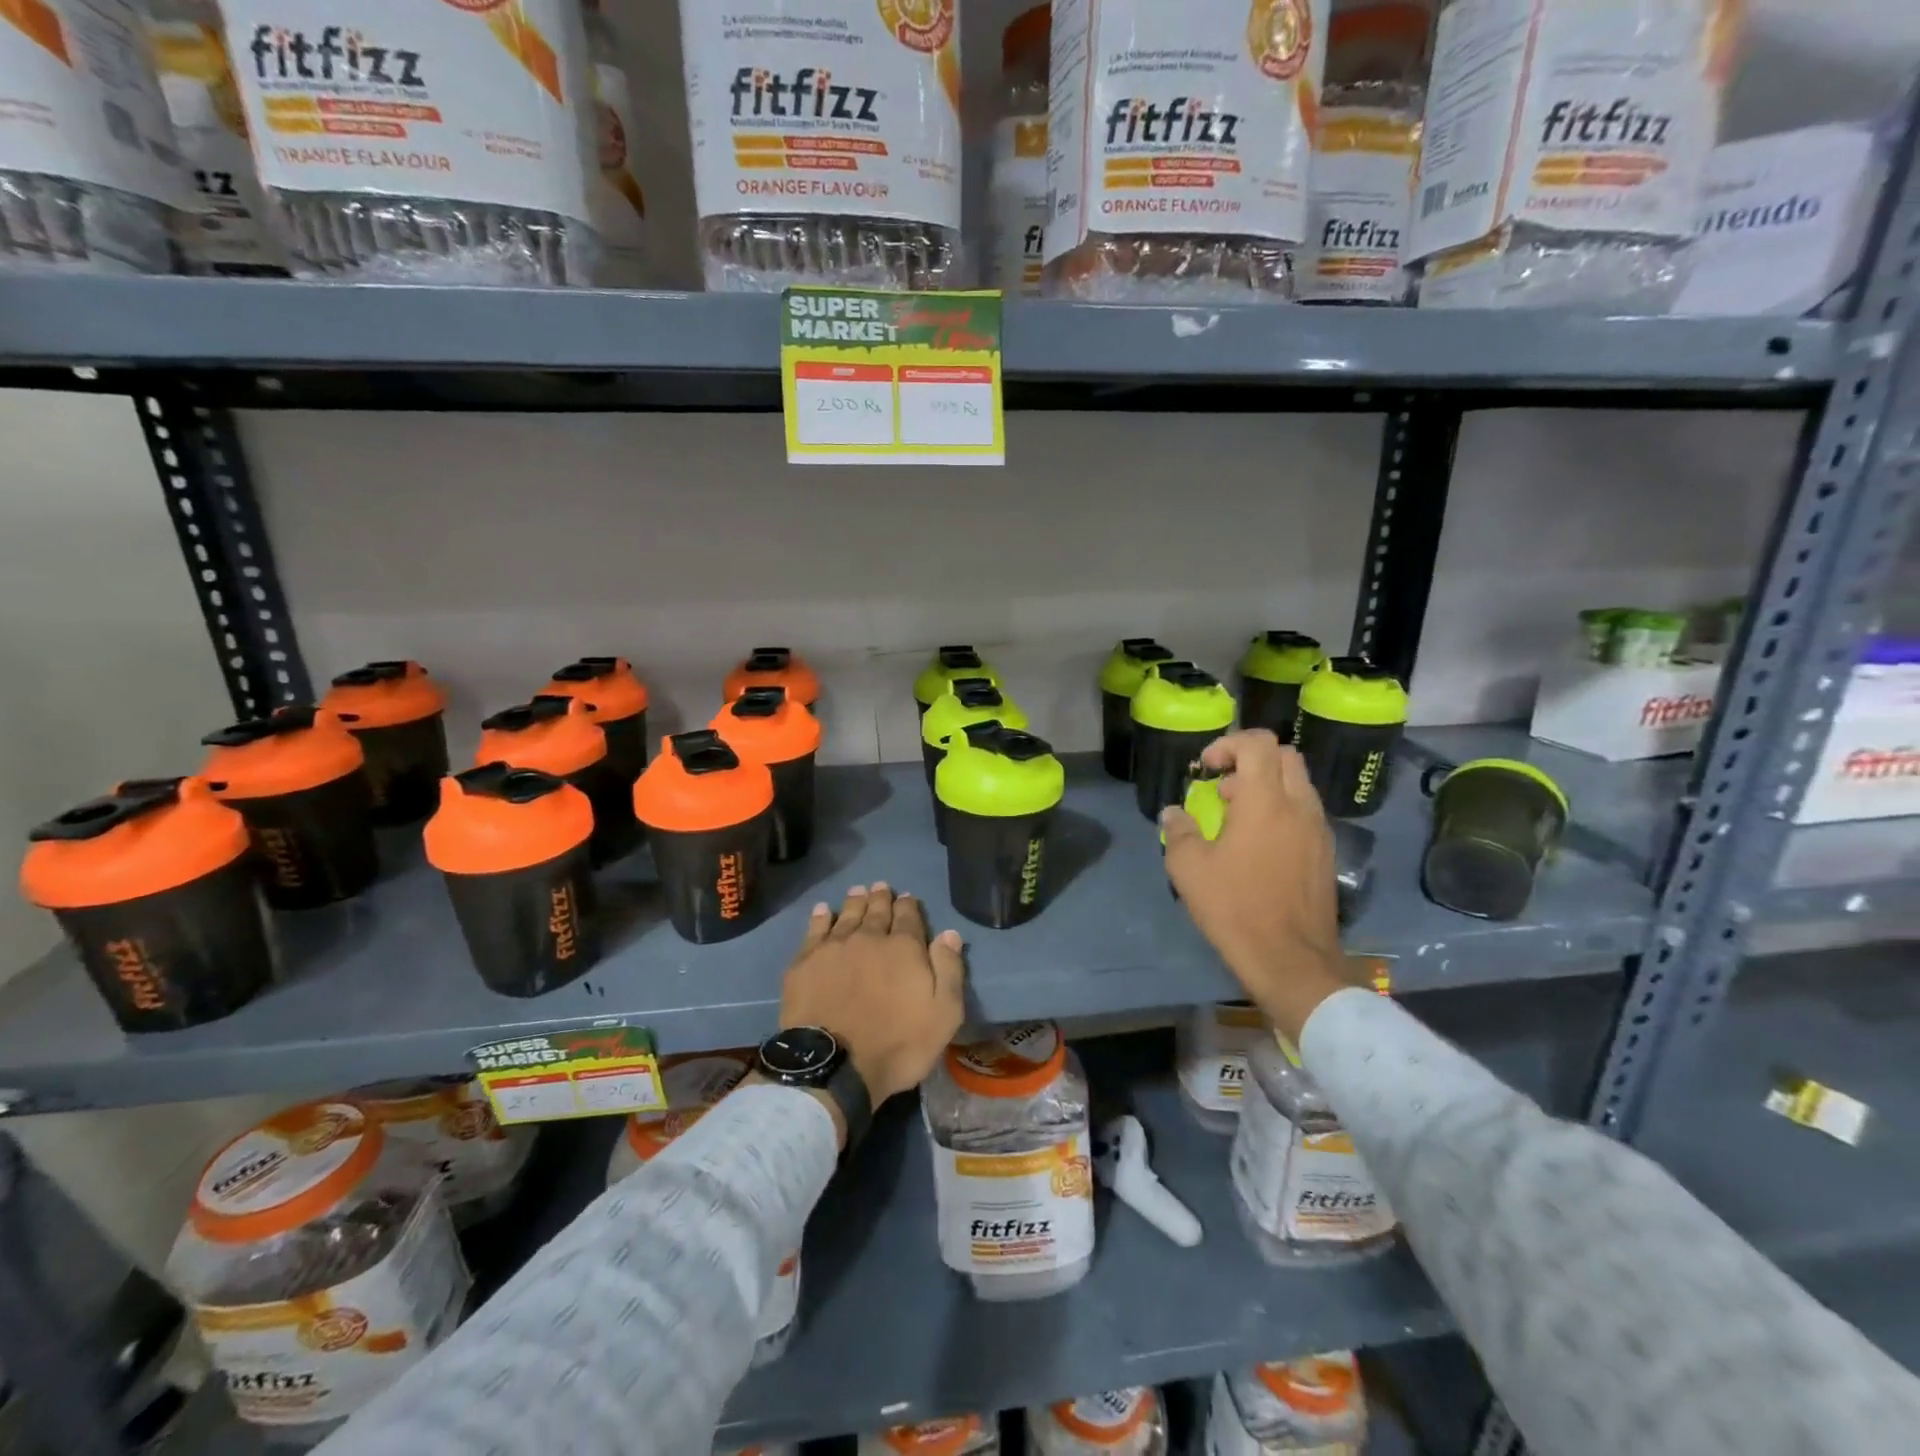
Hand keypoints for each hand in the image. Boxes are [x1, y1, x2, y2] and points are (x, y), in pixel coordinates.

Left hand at [780, 884, 966, 1106]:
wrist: (834, 1065)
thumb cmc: (898, 1044)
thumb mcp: (943, 1014)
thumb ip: (949, 970)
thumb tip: (949, 934)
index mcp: (904, 948)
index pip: (908, 917)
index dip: (908, 905)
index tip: (907, 897)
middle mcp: (869, 938)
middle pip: (877, 911)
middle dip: (881, 898)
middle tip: (881, 886)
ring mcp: (834, 948)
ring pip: (847, 916)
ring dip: (855, 902)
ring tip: (858, 890)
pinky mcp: (805, 962)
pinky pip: (815, 930)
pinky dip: (821, 917)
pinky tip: (824, 910)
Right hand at [1160, 731, 1352, 1040]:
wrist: (1291, 960)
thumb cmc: (1235, 908)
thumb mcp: (1189, 869)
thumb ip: (1179, 831)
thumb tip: (1174, 813)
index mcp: (1265, 802)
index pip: (1258, 744)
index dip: (1228, 745)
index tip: (1206, 769)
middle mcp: (1299, 807)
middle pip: (1284, 757)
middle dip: (1250, 761)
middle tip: (1223, 788)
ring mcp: (1319, 830)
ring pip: (1298, 785)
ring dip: (1266, 787)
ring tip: (1237, 819)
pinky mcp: (1326, 853)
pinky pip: (1305, 812)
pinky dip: (1281, 811)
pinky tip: (1259, 846)